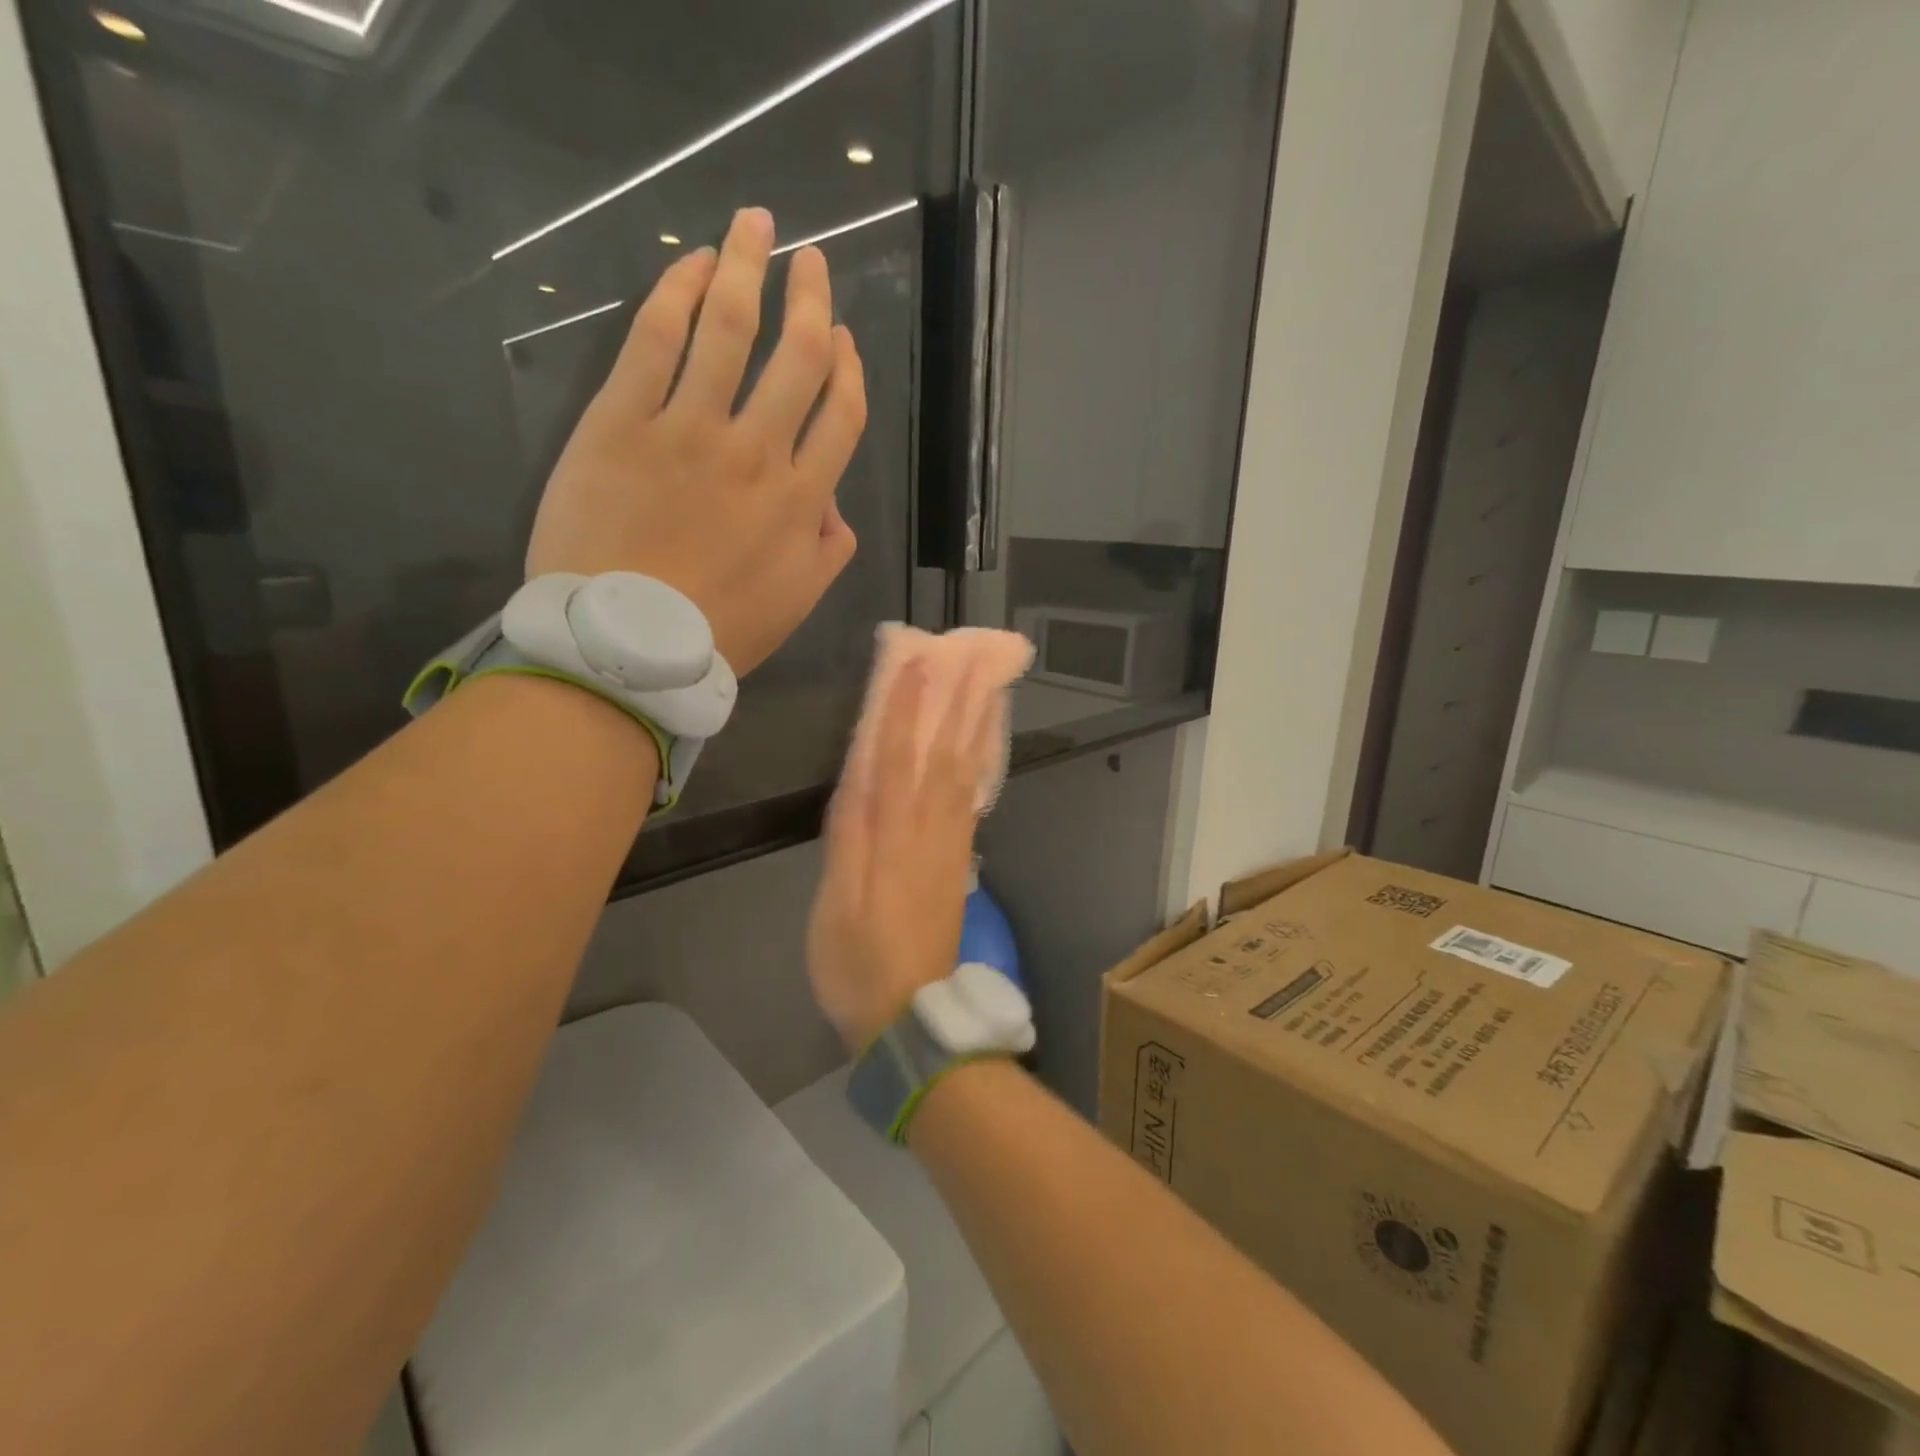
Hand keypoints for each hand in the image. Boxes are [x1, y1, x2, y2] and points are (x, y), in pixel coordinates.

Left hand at [526, 207, 864, 674]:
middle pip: (798, 358)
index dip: (849, 369)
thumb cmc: (718, 633)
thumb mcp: (796, 604)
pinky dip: (677, 292)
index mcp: (801, 499)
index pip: (841, 415)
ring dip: (749, 268)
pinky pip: (656, 340)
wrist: (628, 645)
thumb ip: (827, 553)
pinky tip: (691, 263)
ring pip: (730, 329)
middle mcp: (757, 451)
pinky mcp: (623, 420)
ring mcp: (689, 429)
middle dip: (811, 299)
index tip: (843, 340)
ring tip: (756, 224)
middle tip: (811, 259)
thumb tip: (833, 509)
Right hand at [807, 665, 993, 1053]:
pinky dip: (982, 767)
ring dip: (978, 728)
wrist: (910, 1015)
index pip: (899, 758)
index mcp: (893, 837)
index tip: (917, 664)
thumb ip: (848, 838)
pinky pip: (973, 801)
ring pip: (967, 775)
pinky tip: (984, 748)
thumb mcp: (836, 903)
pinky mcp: (959, 863)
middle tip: (973, 658)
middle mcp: (929, 832)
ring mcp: (951, 846)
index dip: (907, 709)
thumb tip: (857, 777)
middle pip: (945, 756)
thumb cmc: (857, 962)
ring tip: (989, 687)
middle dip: (956, 703)